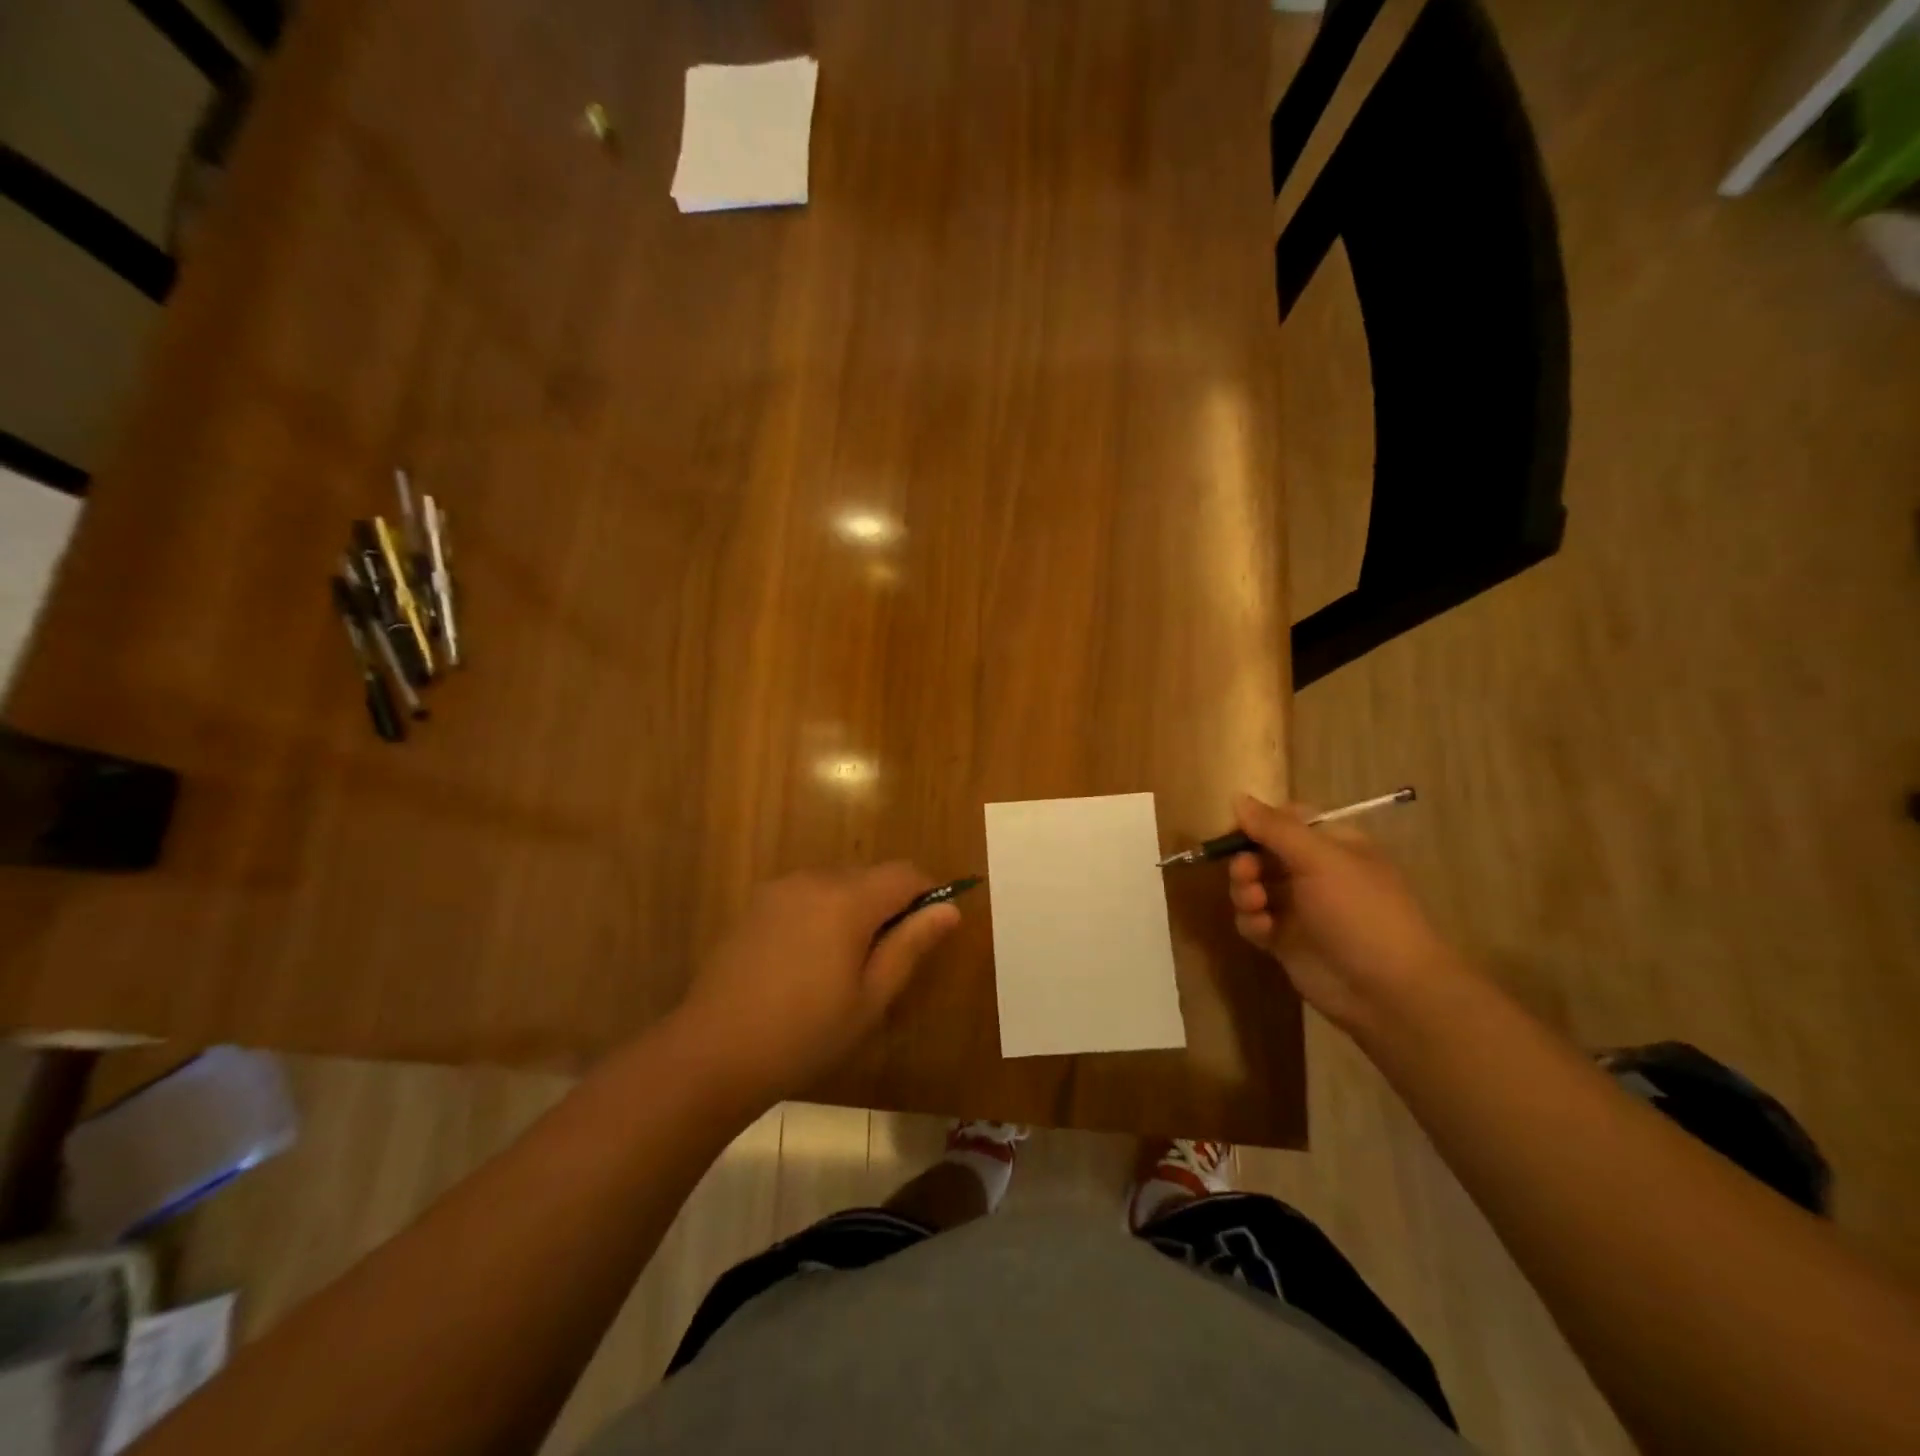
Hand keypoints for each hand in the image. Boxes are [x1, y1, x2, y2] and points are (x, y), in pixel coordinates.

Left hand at [675, 864, 960, 1105]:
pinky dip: (821, 915)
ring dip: (853, 911)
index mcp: (848, 898)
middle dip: (888, 907)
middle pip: (869, 876)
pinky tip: (805, 964)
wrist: (712, 1053)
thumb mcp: (871, 996)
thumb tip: (949, 909)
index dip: (927, 895)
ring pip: (837, 885)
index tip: (927, 933)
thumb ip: (911, 944)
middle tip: (883, 964)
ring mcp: (779, 890)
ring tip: (841, 968)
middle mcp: (813, 879)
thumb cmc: (805, 1032)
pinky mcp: (755, 906)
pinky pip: (806, 897)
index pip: (905, 873)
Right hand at [1226, 793, 1461, 1032]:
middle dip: (1246, 860)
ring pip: (1253, 886)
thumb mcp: (1320, 860)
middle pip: (1262, 853)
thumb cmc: (1360, 912)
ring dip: (1244, 890)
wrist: (1387, 991)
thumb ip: (1275, 828)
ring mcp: (1300, 908)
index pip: (1286, 820)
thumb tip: (1238, 797)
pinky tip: (1261, 929)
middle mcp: (1315, 872)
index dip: (1258, 823)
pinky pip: (1254, 920)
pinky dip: (1251, 921)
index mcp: (1333, 845)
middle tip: (1245, 873)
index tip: (1235, 831)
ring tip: (1254, 904)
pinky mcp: (1285, 941)